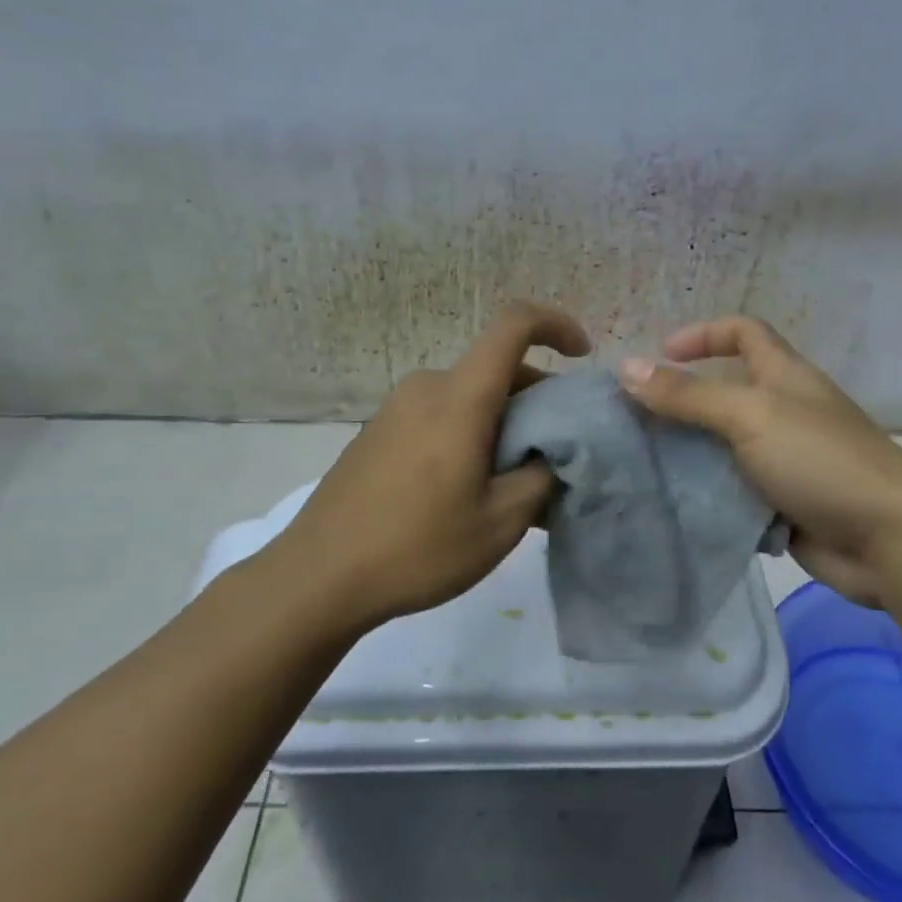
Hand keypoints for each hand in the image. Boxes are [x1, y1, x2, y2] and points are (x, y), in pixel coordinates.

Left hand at [263, 302, 590, 628]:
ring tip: (517, 479)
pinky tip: (472, 486)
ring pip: (469, 395)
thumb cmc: (417, 546)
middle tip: (557, 451)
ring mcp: (396, 408)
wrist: (319, 576)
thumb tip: (550, 456)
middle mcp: (426, 387)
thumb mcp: (501, 522)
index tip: (582, 355)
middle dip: (536, 398)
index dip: (555, 325)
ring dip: (503, 421)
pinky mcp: (378, 433)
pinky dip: (470, 432)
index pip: (513, 325)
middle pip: (495, 369)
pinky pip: (440, 415)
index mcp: (460, 396)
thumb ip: (540, 478)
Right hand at [618, 317, 901, 606]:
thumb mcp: (750, 416)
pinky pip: (731, 491)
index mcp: (783, 376)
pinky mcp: (780, 503)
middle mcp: (782, 412)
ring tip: (638, 465)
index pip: (743, 333)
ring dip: (686, 453)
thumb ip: (688, 395)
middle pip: (723, 392)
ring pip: (722, 446)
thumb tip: (626, 368)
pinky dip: (704, 494)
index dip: (703, 335)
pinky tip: (669, 505)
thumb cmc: (821, 460)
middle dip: (680, 401)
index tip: (660, 355)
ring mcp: (782, 460)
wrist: (889, 541)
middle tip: (632, 421)